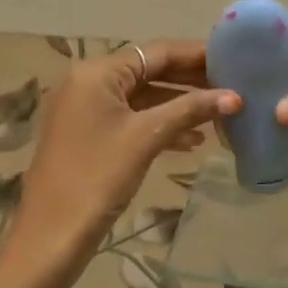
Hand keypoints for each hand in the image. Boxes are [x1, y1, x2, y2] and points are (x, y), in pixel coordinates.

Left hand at [7, 41, 238, 278]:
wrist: (52, 236)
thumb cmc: (98, 178)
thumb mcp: (147, 138)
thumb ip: (191, 110)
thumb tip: (235, 97)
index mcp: (97, 73)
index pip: (156, 51)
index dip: (197, 54)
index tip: (234, 58)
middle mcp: (88, 81)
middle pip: (148, 70)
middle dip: (190, 80)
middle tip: (231, 86)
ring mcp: (85, 108)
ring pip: (141, 95)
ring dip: (178, 104)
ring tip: (219, 113)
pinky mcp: (87, 133)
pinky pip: (130, 117)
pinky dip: (159, 123)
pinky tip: (191, 140)